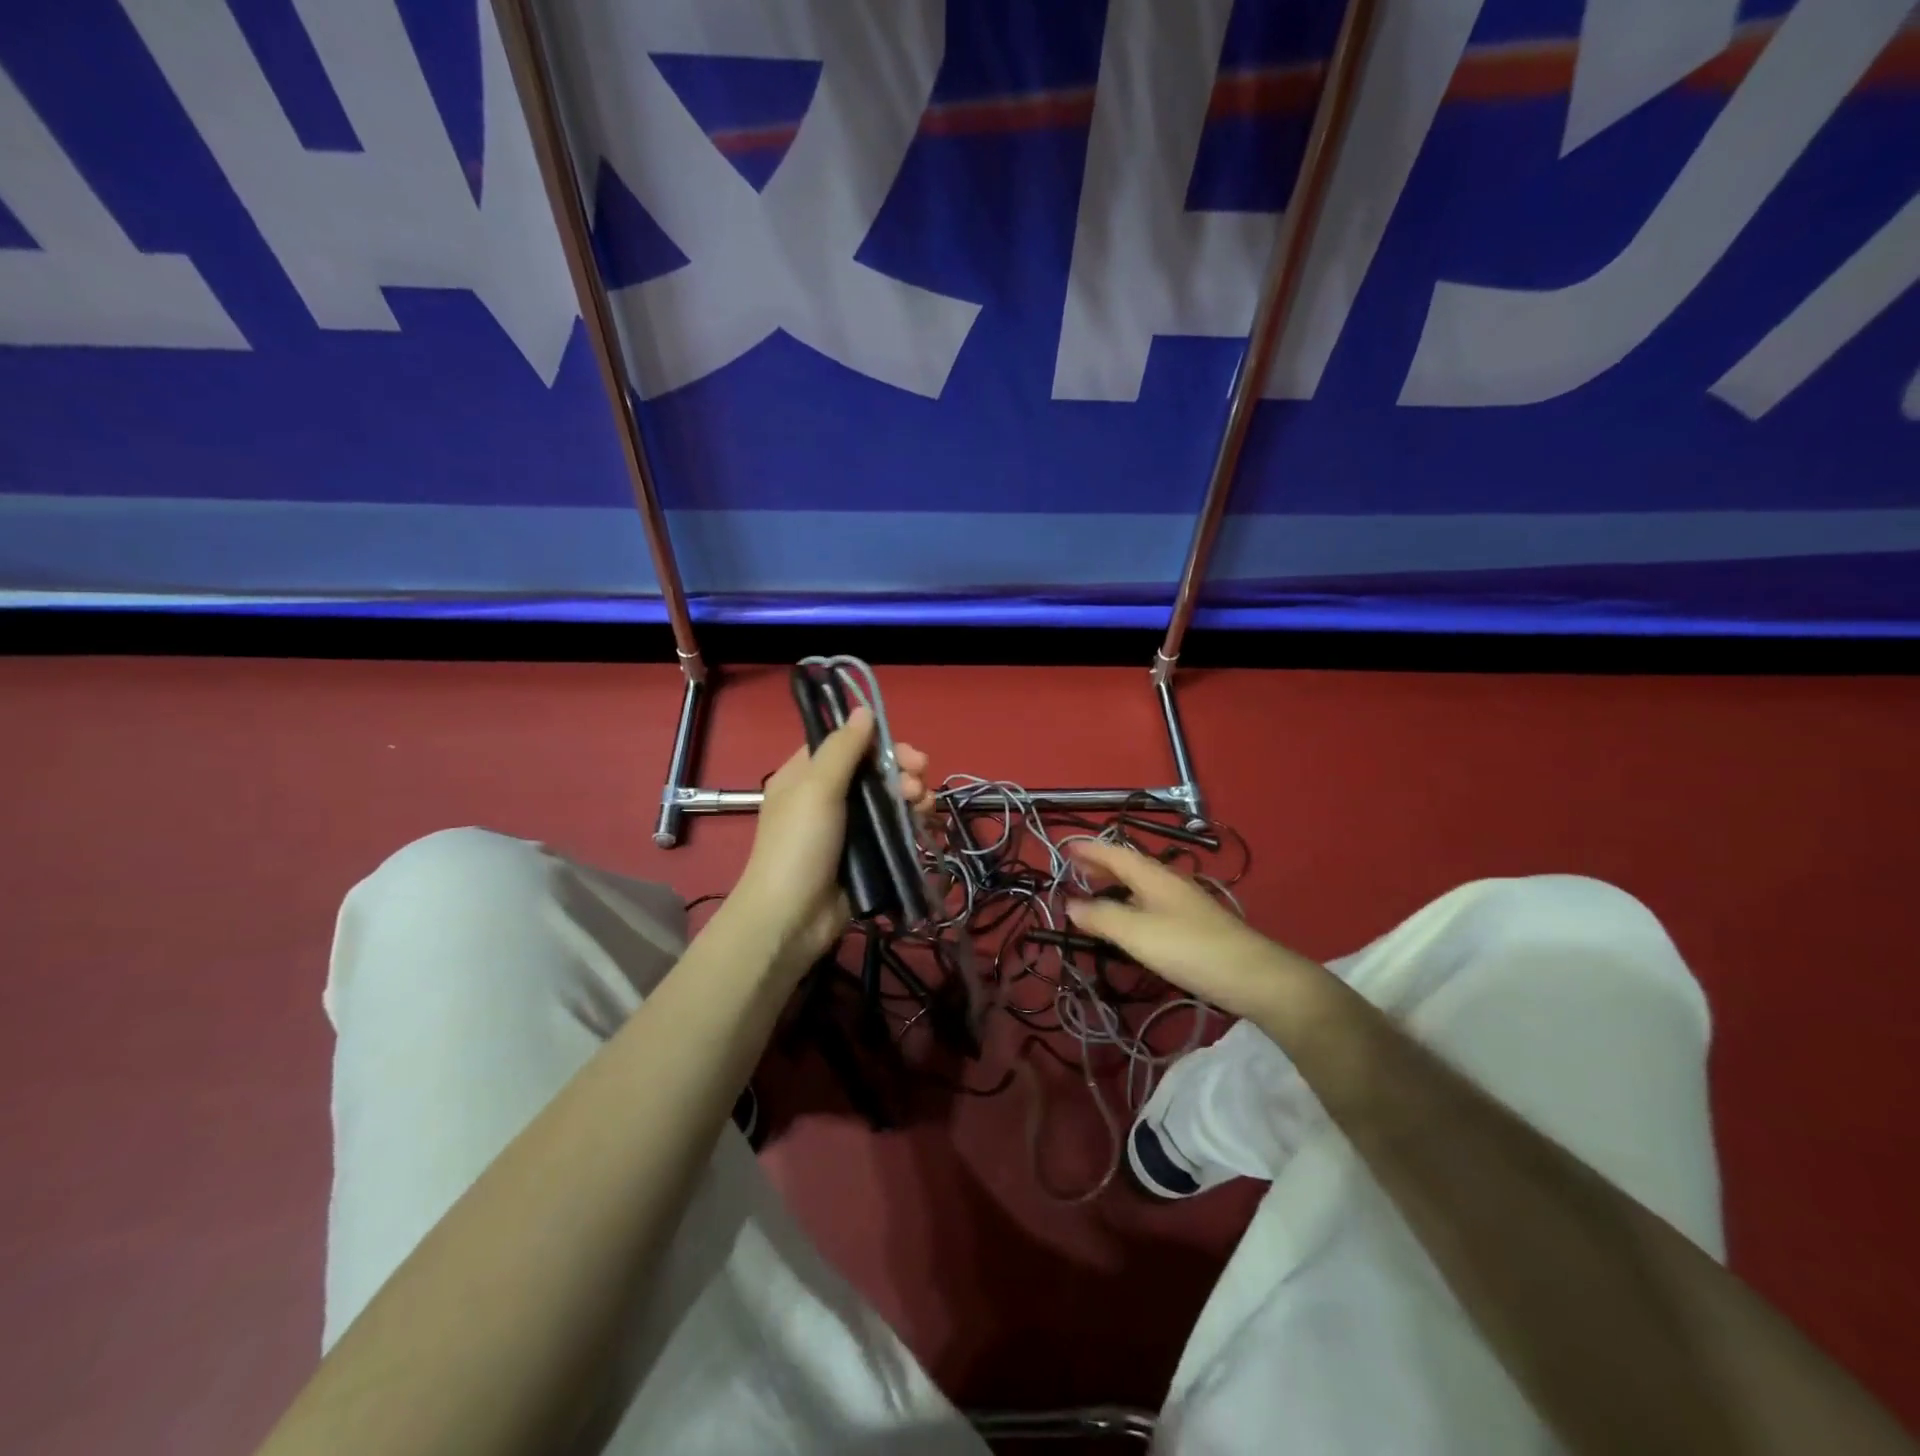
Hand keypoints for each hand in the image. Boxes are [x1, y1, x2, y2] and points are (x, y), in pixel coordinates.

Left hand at [728, 707, 933, 979]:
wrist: (792, 918)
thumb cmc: (799, 845)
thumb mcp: (817, 788)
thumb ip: (844, 748)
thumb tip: (865, 710)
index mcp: (806, 775)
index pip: (845, 744)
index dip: (877, 742)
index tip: (903, 750)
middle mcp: (827, 796)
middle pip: (873, 771)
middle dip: (901, 770)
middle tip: (919, 778)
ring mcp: (848, 827)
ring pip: (888, 799)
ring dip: (911, 794)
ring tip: (922, 804)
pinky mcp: (866, 855)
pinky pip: (893, 828)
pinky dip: (910, 820)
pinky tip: (923, 821)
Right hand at [1064, 841, 1327, 1028]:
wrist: (1252, 975)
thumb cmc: (1188, 948)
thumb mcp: (1136, 933)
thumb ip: (1100, 917)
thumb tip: (1069, 904)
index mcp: (1152, 875)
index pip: (1113, 852)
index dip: (1088, 849)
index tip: (1063, 848)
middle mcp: (1167, 881)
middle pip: (1128, 865)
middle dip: (1099, 865)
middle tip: (1073, 870)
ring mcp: (1182, 902)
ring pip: (1139, 885)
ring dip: (1113, 884)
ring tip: (1092, 892)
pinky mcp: (1191, 924)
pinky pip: (1149, 902)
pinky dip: (1128, 903)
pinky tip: (1127, 921)